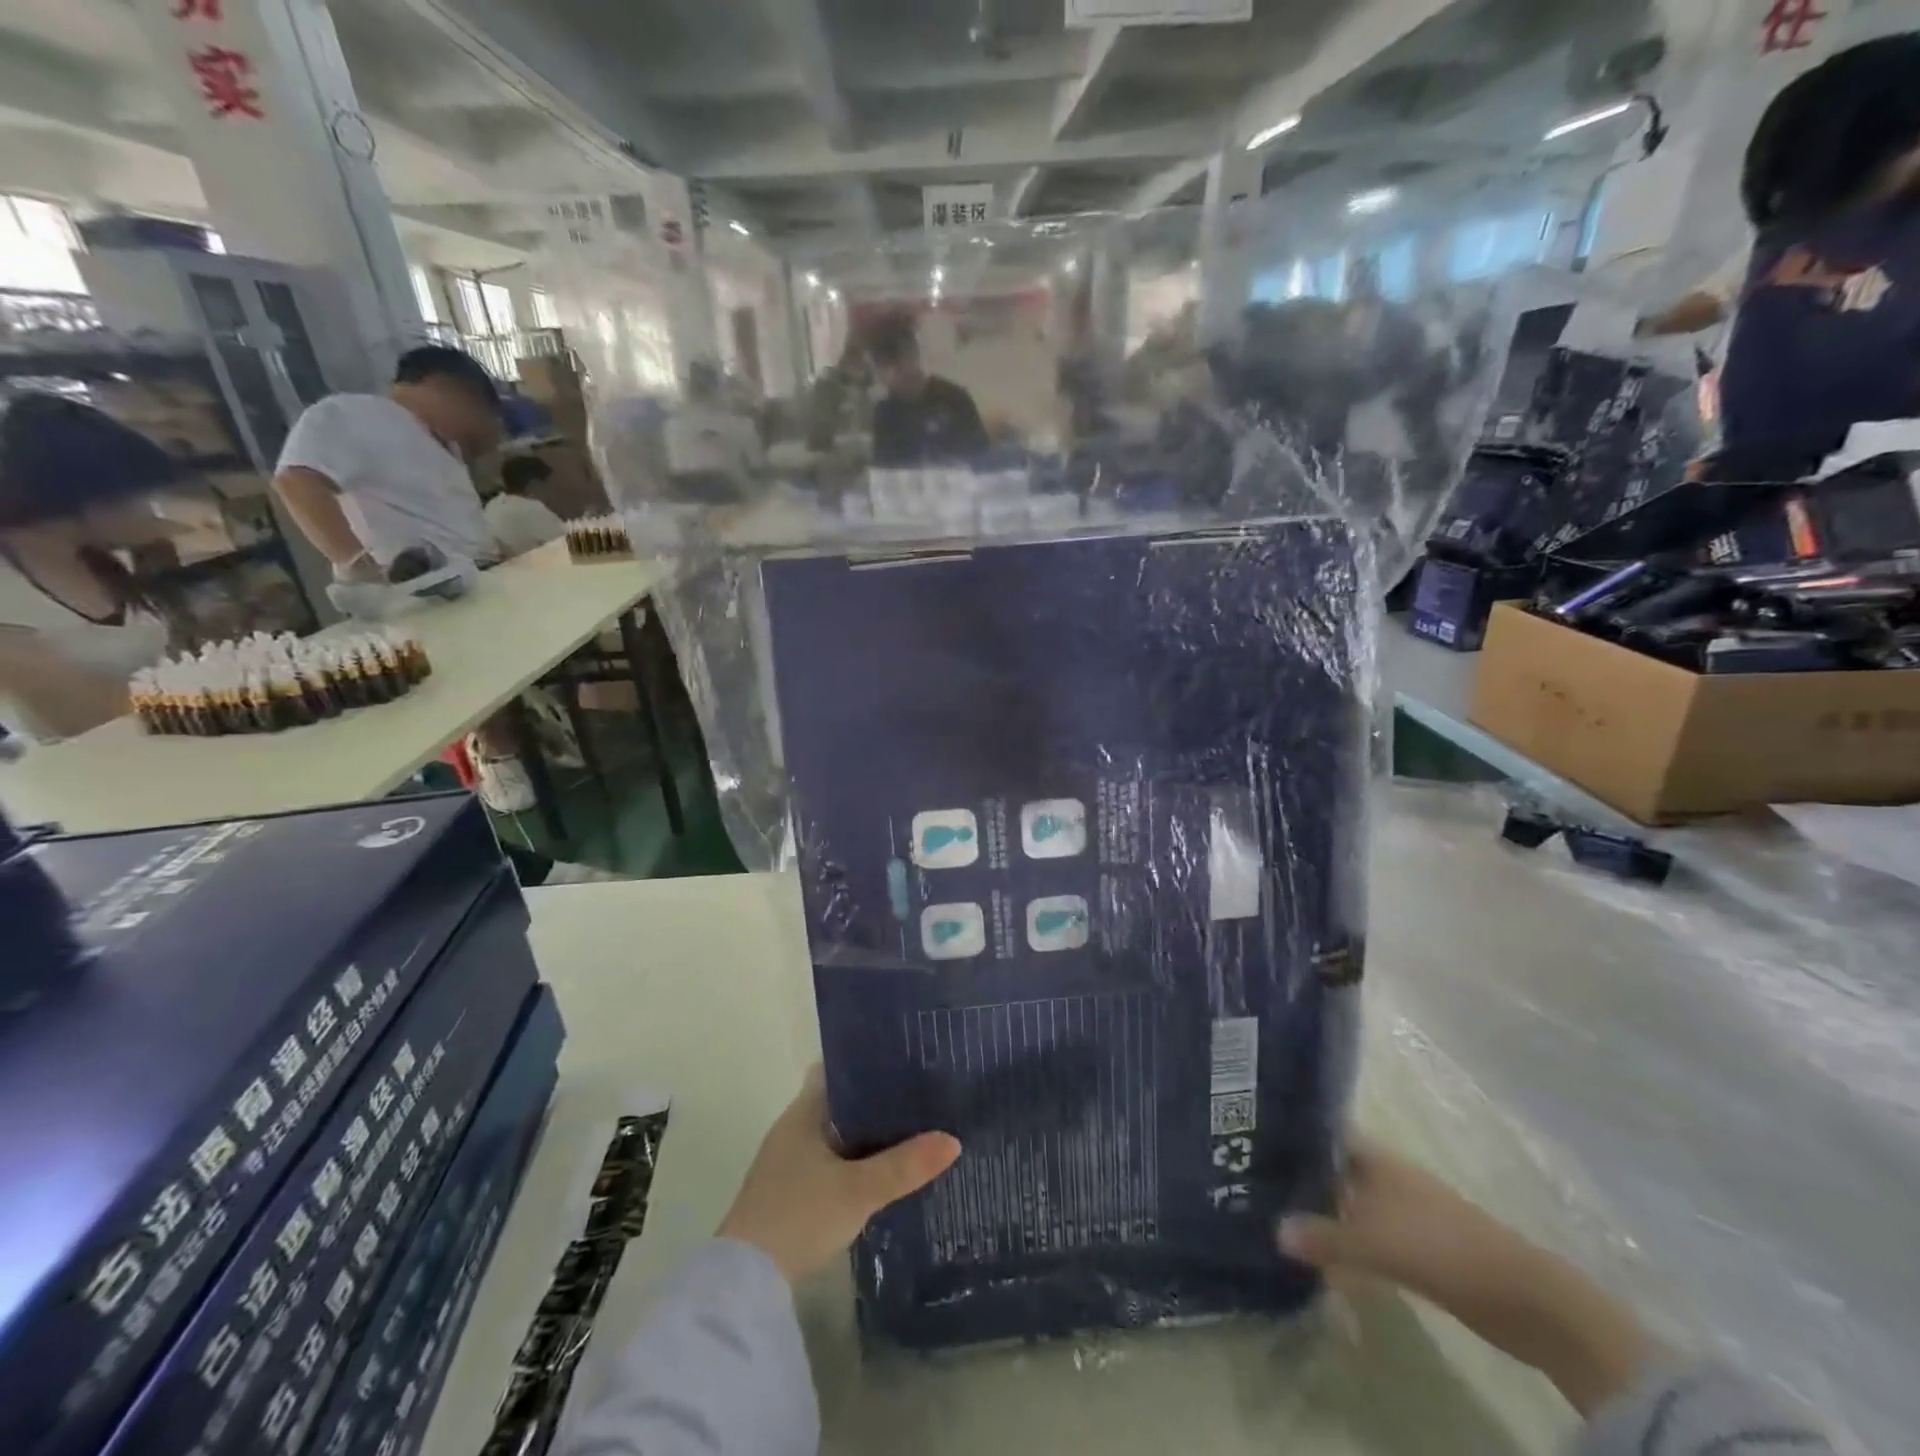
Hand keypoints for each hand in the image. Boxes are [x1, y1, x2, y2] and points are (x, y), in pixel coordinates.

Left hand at [717, 1067, 960, 1284]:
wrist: (745, 1283)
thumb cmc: (798, 1216)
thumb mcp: (858, 1190)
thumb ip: (904, 1165)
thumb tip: (954, 1140)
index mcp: (804, 1112)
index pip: (839, 1069)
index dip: (870, 1062)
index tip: (906, 1060)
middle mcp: (795, 1128)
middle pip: (843, 1102)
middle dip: (878, 1100)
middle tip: (923, 1095)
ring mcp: (790, 1161)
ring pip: (839, 1134)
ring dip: (868, 1134)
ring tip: (914, 1128)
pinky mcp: (792, 1192)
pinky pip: (833, 1161)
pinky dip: (856, 1161)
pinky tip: (884, 1171)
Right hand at [1278, 1136, 1533, 1308]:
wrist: (1522, 1298)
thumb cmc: (1441, 1246)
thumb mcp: (1374, 1242)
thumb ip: (1324, 1237)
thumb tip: (1274, 1231)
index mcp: (1376, 1158)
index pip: (1325, 1132)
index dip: (1294, 1131)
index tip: (1255, 1134)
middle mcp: (1385, 1176)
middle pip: (1335, 1169)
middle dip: (1302, 1175)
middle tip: (1257, 1181)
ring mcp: (1402, 1211)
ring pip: (1350, 1204)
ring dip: (1323, 1212)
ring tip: (1279, 1218)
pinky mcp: (1416, 1247)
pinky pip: (1367, 1236)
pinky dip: (1346, 1243)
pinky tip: (1323, 1258)